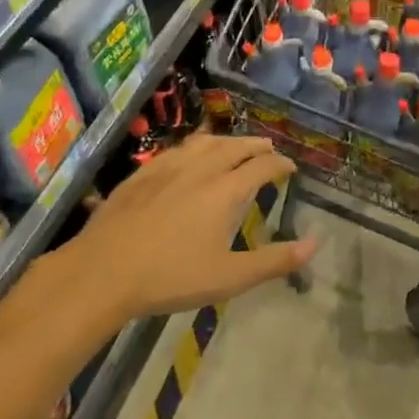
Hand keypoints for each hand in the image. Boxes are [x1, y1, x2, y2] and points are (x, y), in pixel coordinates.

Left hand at [63, 135, 309, 320]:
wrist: (104, 271)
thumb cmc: (171, 277)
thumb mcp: (229, 277)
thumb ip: (274, 261)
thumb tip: (314, 244)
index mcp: (225, 191)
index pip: (261, 166)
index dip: (280, 164)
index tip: (290, 167)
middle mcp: (200, 170)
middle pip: (235, 147)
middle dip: (256, 146)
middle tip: (267, 149)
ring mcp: (168, 168)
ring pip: (204, 143)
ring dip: (226, 141)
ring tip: (233, 145)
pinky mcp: (142, 174)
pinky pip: (176, 149)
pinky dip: (194, 146)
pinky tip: (188, 156)